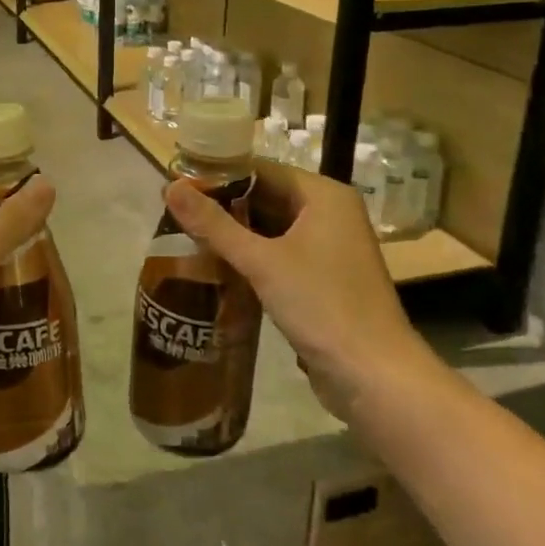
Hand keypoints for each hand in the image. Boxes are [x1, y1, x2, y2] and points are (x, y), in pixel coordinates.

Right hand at [164, 162, 435, 418]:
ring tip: (187, 236)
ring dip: (236, 233)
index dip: (219, 175)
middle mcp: (330, 213)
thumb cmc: (321, 306)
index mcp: (324, 195)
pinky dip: (253, 256)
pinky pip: (281, 253)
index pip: (262, 169)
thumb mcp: (261, 262)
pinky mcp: (325, 277)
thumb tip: (170, 187)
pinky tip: (219, 265)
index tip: (178, 185)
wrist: (374, 376)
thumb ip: (214, 224)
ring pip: (273, 227)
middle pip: (267, 197)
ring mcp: (330, 247)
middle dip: (224, 206)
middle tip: (176, 213)